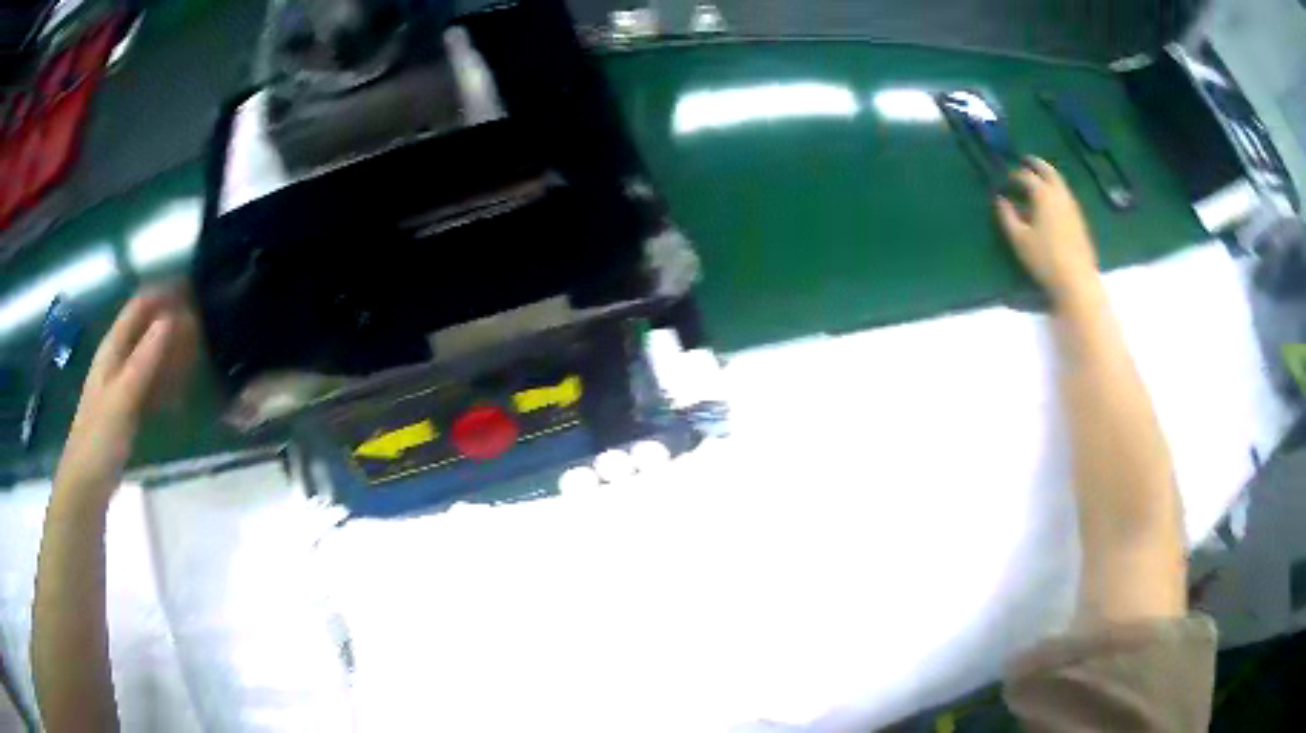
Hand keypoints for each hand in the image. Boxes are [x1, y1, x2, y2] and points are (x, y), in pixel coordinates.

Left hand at [53, 288, 198, 509]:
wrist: (86, 484)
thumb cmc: (99, 438)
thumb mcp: (122, 398)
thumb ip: (144, 359)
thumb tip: (170, 319)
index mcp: (112, 349)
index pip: (140, 306)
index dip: (164, 294)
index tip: (194, 290)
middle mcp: (118, 359)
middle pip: (147, 329)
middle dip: (173, 323)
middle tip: (204, 328)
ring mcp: (123, 384)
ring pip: (151, 356)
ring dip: (173, 352)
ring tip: (199, 355)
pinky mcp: (128, 409)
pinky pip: (152, 385)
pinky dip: (167, 381)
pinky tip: (182, 390)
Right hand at [996, 157, 1099, 301]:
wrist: (1077, 280)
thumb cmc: (1045, 259)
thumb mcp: (1019, 239)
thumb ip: (1007, 216)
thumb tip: (1001, 200)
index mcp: (1043, 195)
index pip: (1026, 176)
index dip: (1015, 175)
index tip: (1006, 179)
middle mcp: (1060, 195)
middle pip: (1048, 171)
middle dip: (1036, 164)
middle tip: (1026, 161)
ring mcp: (1072, 207)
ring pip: (1060, 183)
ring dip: (1048, 177)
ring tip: (1038, 180)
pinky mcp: (1079, 220)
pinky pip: (1066, 196)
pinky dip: (1056, 191)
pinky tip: (1051, 202)